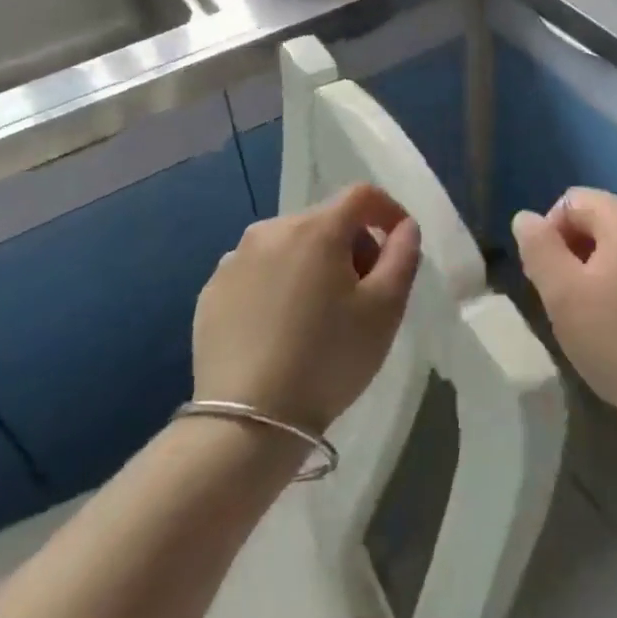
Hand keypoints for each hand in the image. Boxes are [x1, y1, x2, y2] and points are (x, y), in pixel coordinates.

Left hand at [192, 184, 420, 435]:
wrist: (248, 422)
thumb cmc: (329, 359)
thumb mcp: (385, 309)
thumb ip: (403, 255)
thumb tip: (404, 227)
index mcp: (316, 228)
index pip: (362, 195)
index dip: (388, 211)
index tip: (399, 243)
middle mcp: (271, 230)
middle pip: (326, 220)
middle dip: (352, 245)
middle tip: (363, 292)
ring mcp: (234, 260)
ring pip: (290, 245)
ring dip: (314, 264)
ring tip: (320, 314)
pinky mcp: (211, 292)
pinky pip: (258, 271)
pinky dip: (279, 284)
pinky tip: (282, 328)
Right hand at [511, 188, 616, 438]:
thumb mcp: (562, 294)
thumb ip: (538, 247)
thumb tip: (526, 218)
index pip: (573, 202)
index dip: (550, 235)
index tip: (548, 280)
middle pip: (603, 220)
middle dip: (578, 252)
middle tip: (569, 301)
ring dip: (606, 268)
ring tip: (599, 315)